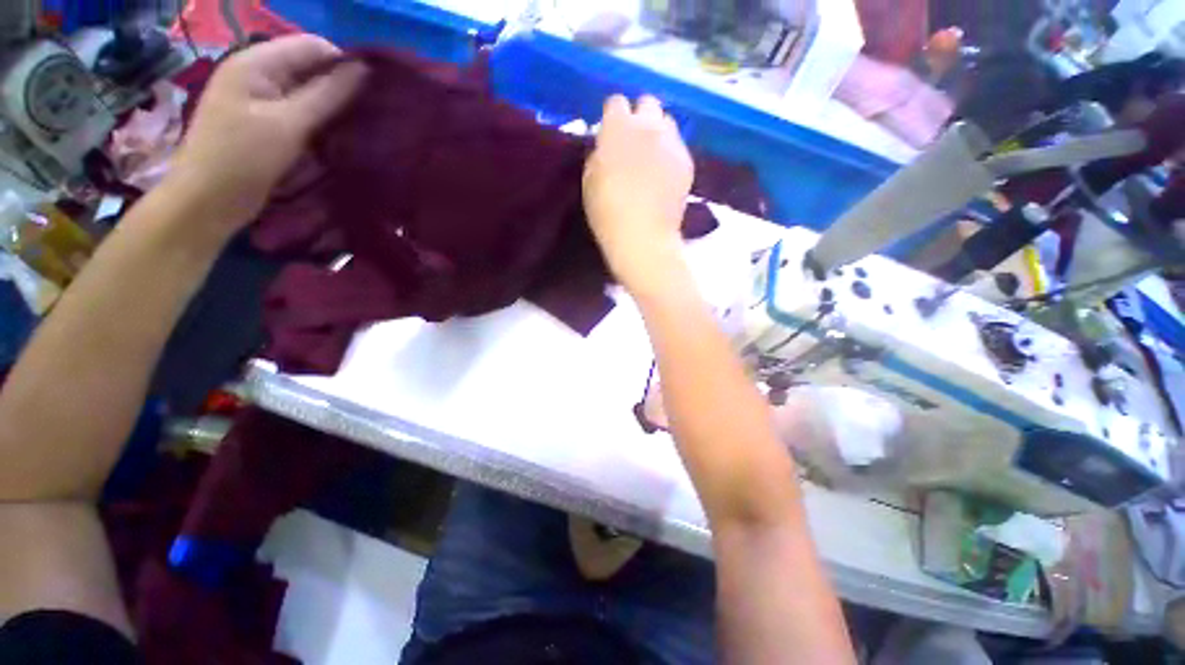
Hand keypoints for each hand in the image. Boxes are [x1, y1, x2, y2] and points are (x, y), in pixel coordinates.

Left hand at [168, 34, 367, 238]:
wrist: (207, 200)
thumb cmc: (243, 158)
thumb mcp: (290, 124)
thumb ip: (328, 95)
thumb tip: (364, 71)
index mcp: (256, 62)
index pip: (312, 46)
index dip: (344, 64)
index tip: (373, 93)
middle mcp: (257, 73)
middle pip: (309, 67)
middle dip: (339, 86)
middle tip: (370, 113)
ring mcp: (259, 98)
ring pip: (306, 91)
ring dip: (332, 106)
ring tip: (359, 125)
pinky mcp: (264, 121)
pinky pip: (299, 111)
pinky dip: (319, 120)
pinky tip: (337, 134)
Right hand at [583, 95, 693, 293]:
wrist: (642, 237)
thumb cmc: (607, 212)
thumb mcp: (589, 181)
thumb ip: (598, 154)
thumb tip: (605, 146)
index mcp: (618, 127)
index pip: (616, 102)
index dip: (612, 117)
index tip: (609, 133)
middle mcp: (648, 126)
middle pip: (647, 103)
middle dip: (639, 116)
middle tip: (632, 141)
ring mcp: (672, 143)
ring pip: (666, 122)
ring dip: (657, 132)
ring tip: (651, 156)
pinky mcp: (687, 161)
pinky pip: (678, 146)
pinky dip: (670, 153)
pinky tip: (663, 174)